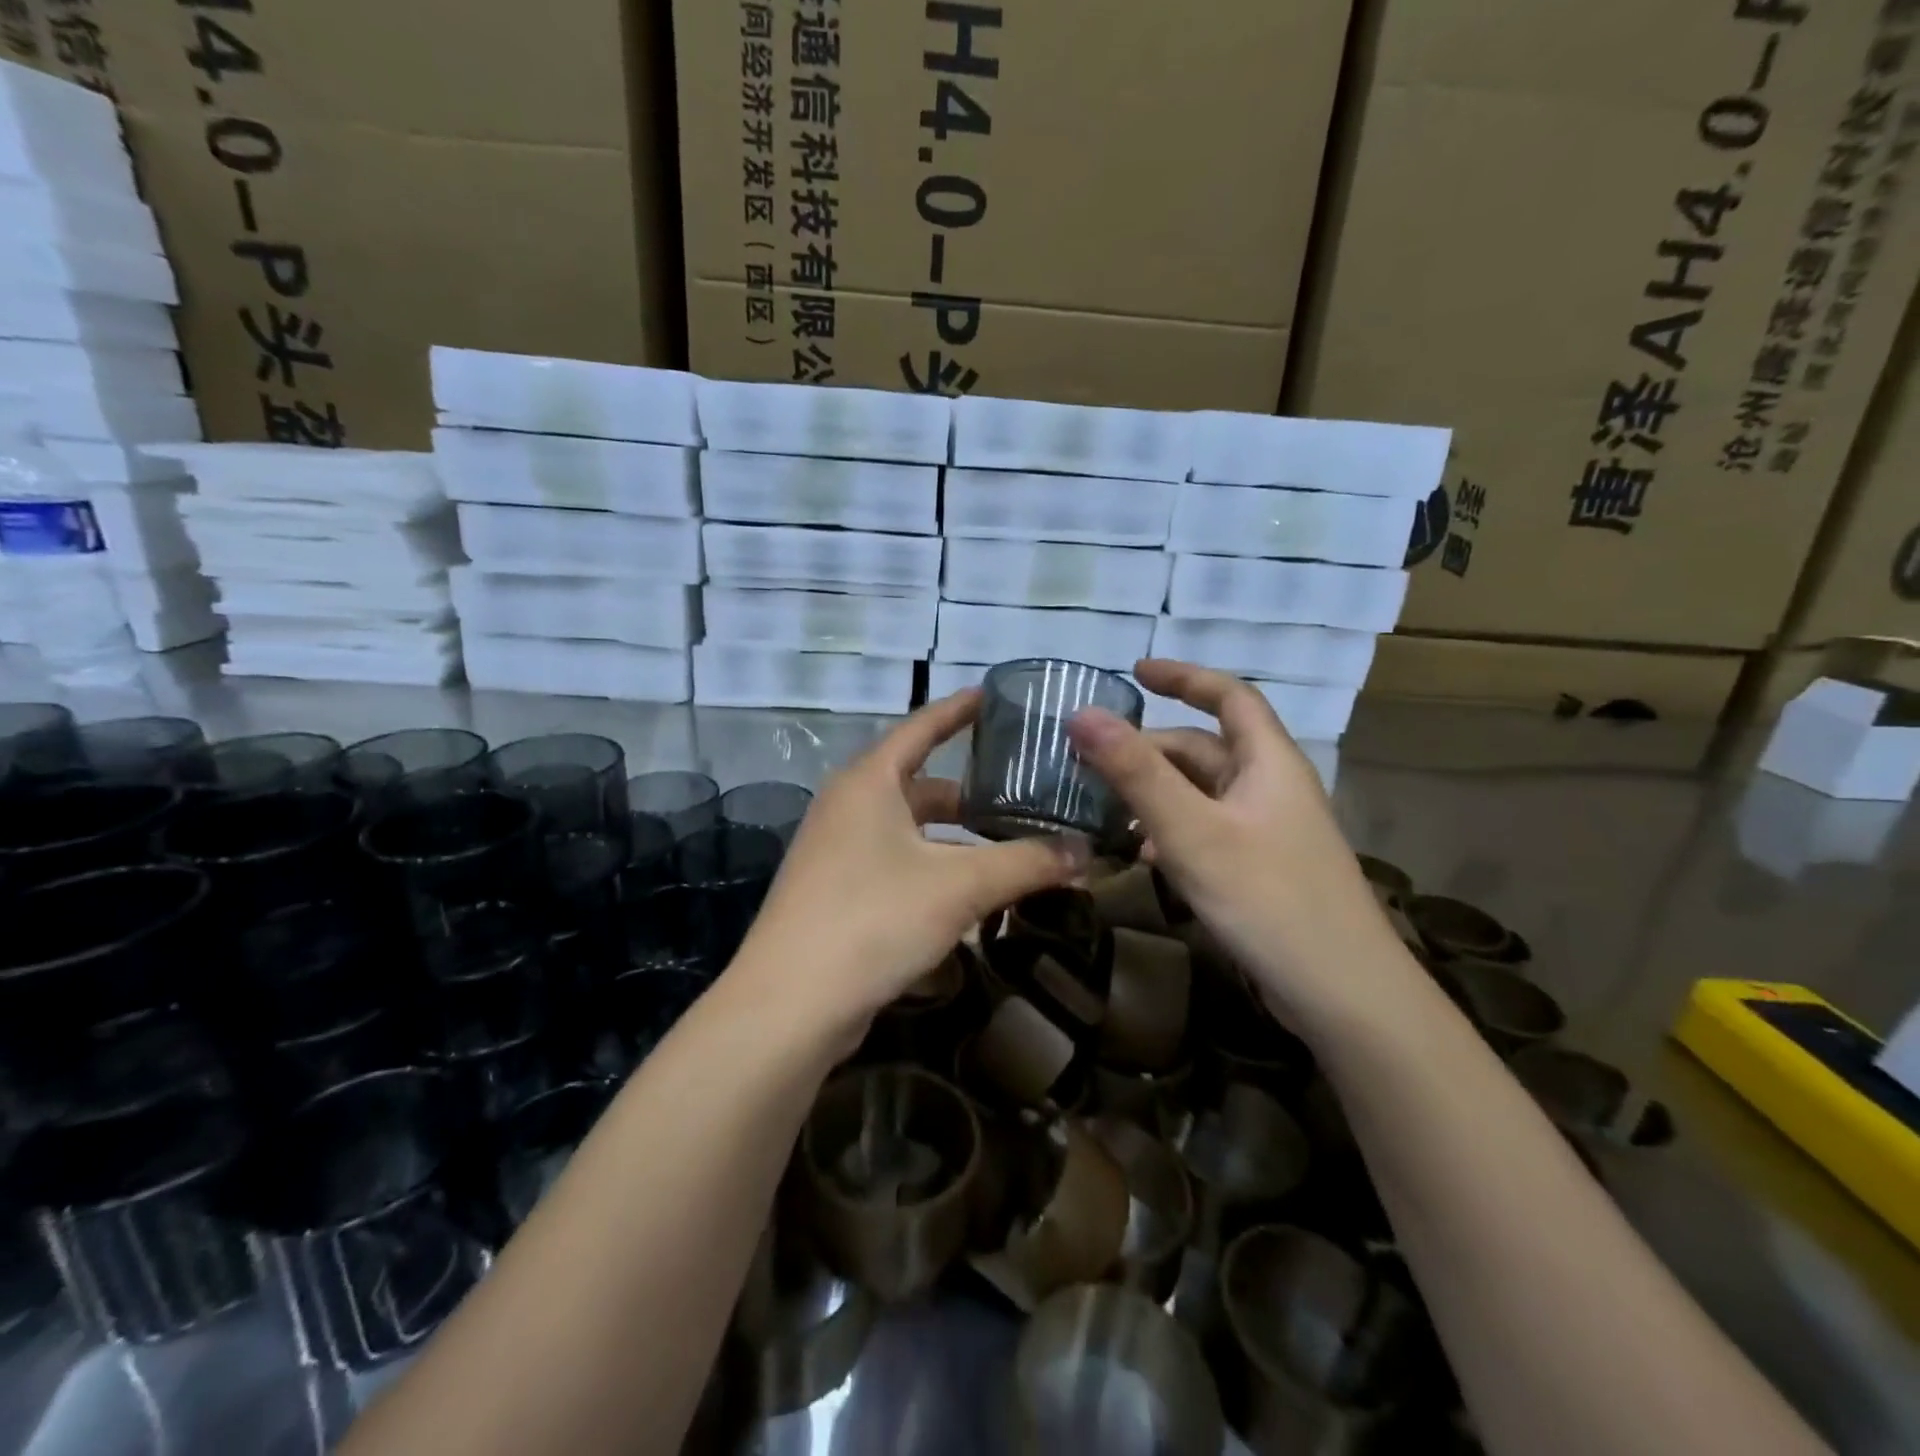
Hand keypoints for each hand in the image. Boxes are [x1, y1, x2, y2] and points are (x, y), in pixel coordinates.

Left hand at [729, 690, 1087, 1039]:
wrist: (790, 1005)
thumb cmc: (874, 919)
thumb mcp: (960, 885)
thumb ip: (1027, 862)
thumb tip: (1087, 851)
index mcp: (869, 782)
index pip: (921, 727)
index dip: (958, 710)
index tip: (994, 695)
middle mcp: (846, 807)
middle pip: (918, 783)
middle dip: (968, 791)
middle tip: (1020, 794)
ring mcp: (835, 852)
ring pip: (908, 829)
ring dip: (953, 837)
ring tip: (1005, 848)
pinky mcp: (834, 893)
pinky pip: (894, 863)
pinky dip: (932, 868)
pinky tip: (966, 895)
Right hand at [1067, 659, 1416, 1030]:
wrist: (1343, 995)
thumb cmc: (1268, 898)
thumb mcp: (1191, 831)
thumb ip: (1136, 772)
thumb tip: (1081, 714)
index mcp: (1268, 762)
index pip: (1229, 696)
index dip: (1185, 677)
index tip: (1135, 672)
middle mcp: (1270, 788)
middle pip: (1206, 749)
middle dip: (1150, 750)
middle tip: (1092, 761)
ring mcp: (1268, 832)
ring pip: (1202, 794)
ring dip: (1155, 794)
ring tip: (1105, 809)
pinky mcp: (1261, 870)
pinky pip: (1207, 832)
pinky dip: (1171, 832)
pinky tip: (1142, 857)